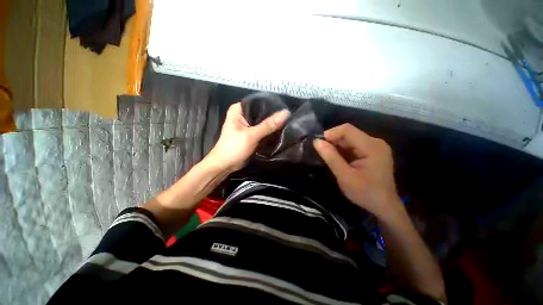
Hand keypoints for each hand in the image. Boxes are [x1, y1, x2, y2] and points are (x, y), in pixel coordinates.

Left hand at [205, 102, 289, 171]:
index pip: (258, 102)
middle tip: (288, 117)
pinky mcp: (251, 134)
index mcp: (238, 109)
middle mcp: (243, 115)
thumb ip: (268, 125)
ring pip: (263, 122)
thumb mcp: (251, 135)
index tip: (284, 107)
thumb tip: (285, 113)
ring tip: (287, 123)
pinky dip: (269, 131)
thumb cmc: (233, 148)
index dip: (271, 105)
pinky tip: (280, 131)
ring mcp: (247, 125)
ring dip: (272, 124)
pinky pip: (263, 130)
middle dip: (273, 115)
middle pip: (261, 112)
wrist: (225, 165)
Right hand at [313, 123, 401, 217]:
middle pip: (349, 133)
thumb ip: (330, 157)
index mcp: (371, 146)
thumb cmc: (365, 193)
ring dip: (337, 146)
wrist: (384, 206)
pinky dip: (343, 150)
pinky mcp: (373, 152)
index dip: (331, 133)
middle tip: (322, 152)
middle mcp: (375, 142)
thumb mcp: (344, 176)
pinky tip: (338, 159)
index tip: (319, 144)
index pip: (347, 129)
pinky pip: (354, 145)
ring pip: (350, 139)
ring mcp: (375, 147)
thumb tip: (317, 141)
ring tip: (329, 157)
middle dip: (333, 140)